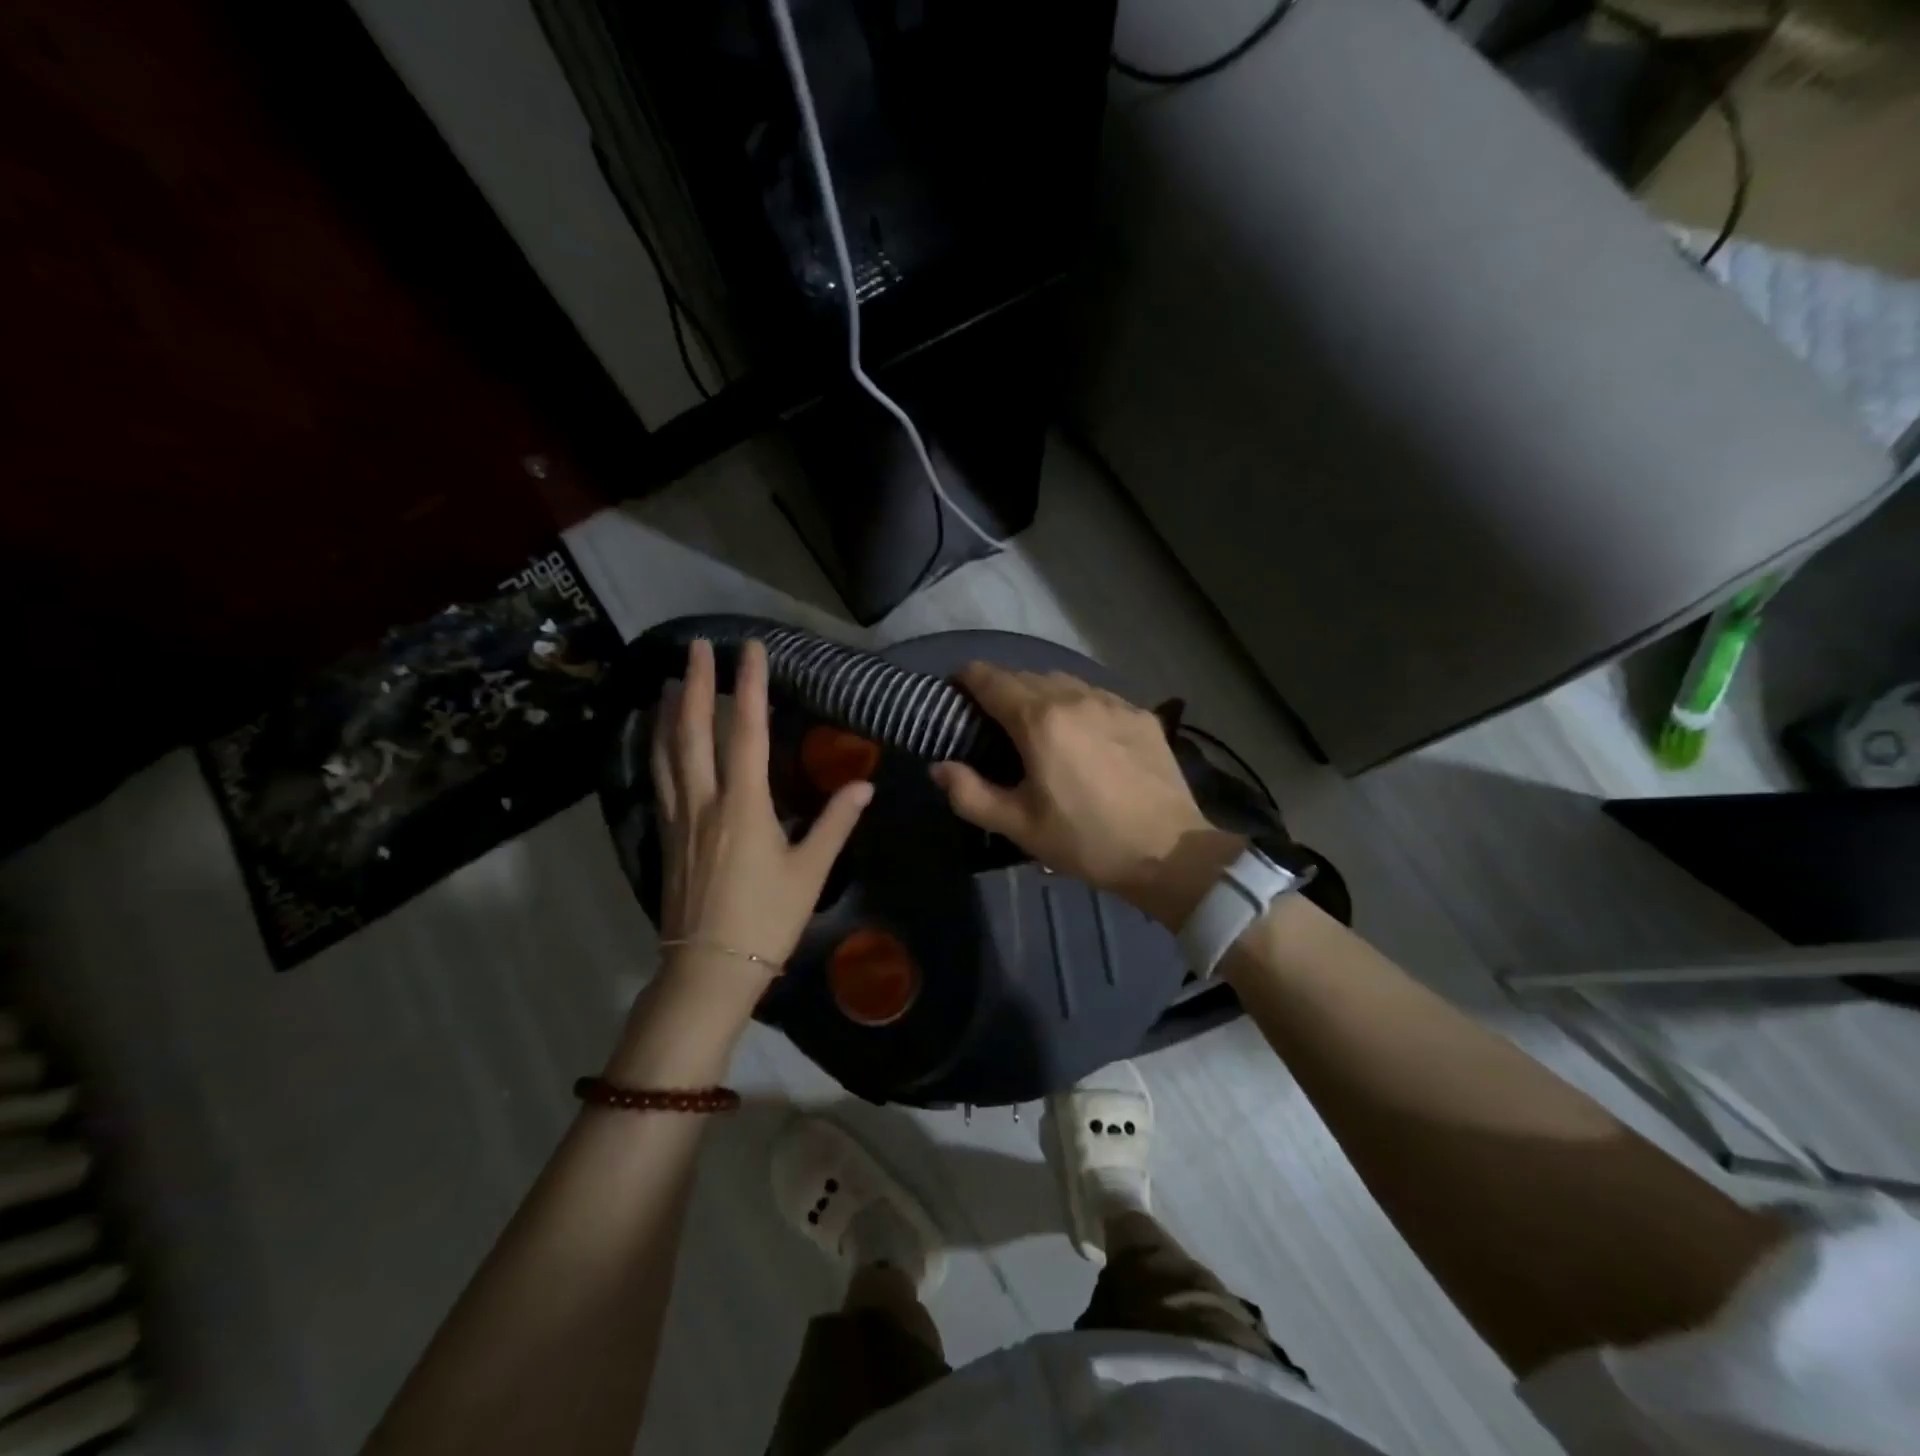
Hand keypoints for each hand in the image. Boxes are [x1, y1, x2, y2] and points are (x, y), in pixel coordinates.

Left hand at [652, 639, 871, 996]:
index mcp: (743, 805)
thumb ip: (835, 823)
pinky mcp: (667, 836)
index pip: (746, 731)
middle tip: (696, 647)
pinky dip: (656, 748)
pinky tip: (657, 740)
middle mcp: (704, 801)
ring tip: (670, 680)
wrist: (708, 969)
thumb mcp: (810, 872)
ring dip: (668, 711)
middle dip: (696, 684)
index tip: (750, 649)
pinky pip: (659, 779)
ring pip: (667, 752)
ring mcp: (680, 818)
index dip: (749, 686)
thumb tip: (864, 785)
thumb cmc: (766, 919)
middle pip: (694, 731)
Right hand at [929, 664, 1243, 926]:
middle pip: (1027, 676)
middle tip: (994, 719)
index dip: (968, 678)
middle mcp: (1075, 697)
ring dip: (1042, 694)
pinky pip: (1097, 697)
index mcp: (1039, 719)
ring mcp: (1113, 702)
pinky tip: (1083, 735)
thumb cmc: (1084, 840)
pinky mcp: (1141, 715)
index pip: (991, 679)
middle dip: (1003, 689)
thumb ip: (969, 793)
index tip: (956, 689)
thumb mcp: (1018, 825)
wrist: (1168, 852)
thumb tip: (939, 766)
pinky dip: (1078, 705)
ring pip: (1065, 682)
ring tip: (1039, 724)